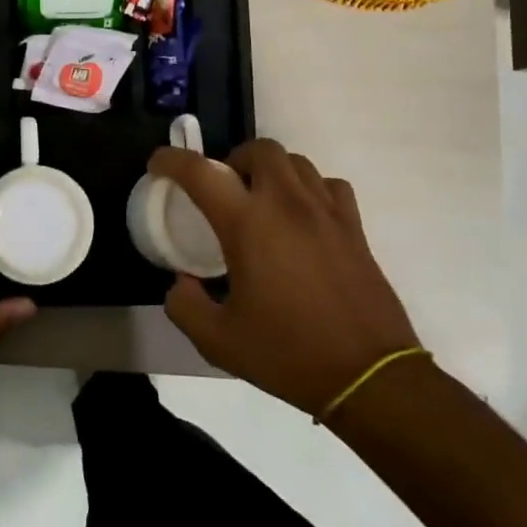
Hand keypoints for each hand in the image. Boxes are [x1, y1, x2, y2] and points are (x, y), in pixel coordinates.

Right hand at [150, 138, 421, 416]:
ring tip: (261, 199)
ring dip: (271, 170)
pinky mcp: (354, 228)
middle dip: (233, 160)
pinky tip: (302, 215)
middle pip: (259, 149)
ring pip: (296, 161)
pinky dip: (309, 188)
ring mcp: (326, 212)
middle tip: (223, 190)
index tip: (158, 164)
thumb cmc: (288, 354)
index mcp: (247, 224)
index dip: (171, 160)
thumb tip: (181, 282)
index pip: (200, 172)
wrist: (369, 377)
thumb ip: (185, 305)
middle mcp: (287, 204)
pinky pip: (329, 185)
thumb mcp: (218, 341)